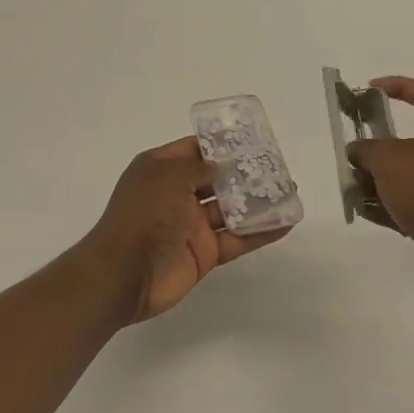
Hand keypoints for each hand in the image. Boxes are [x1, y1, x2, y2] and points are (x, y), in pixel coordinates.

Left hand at [77, 136, 290, 323]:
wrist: (125, 273)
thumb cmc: (144, 214)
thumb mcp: (169, 177)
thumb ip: (199, 168)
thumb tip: (221, 165)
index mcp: (160, 170)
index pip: (193, 150)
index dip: (219, 144)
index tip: (249, 139)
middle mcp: (176, 194)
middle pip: (215, 179)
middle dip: (243, 172)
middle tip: (276, 165)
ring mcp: (191, 226)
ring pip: (230, 209)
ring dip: (256, 201)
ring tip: (288, 191)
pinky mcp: (204, 254)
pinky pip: (236, 239)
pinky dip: (259, 232)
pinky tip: (286, 223)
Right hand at [346, 76, 413, 296]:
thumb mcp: (390, 160)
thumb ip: (367, 149)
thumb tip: (356, 150)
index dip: (400, 85)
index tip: (371, 89)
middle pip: (407, 141)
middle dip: (376, 146)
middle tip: (352, 152)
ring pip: (402, 175)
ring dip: (374, 179)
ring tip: (351, 186)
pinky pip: (403, 205)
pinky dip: (383, 206)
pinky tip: (362, 211)